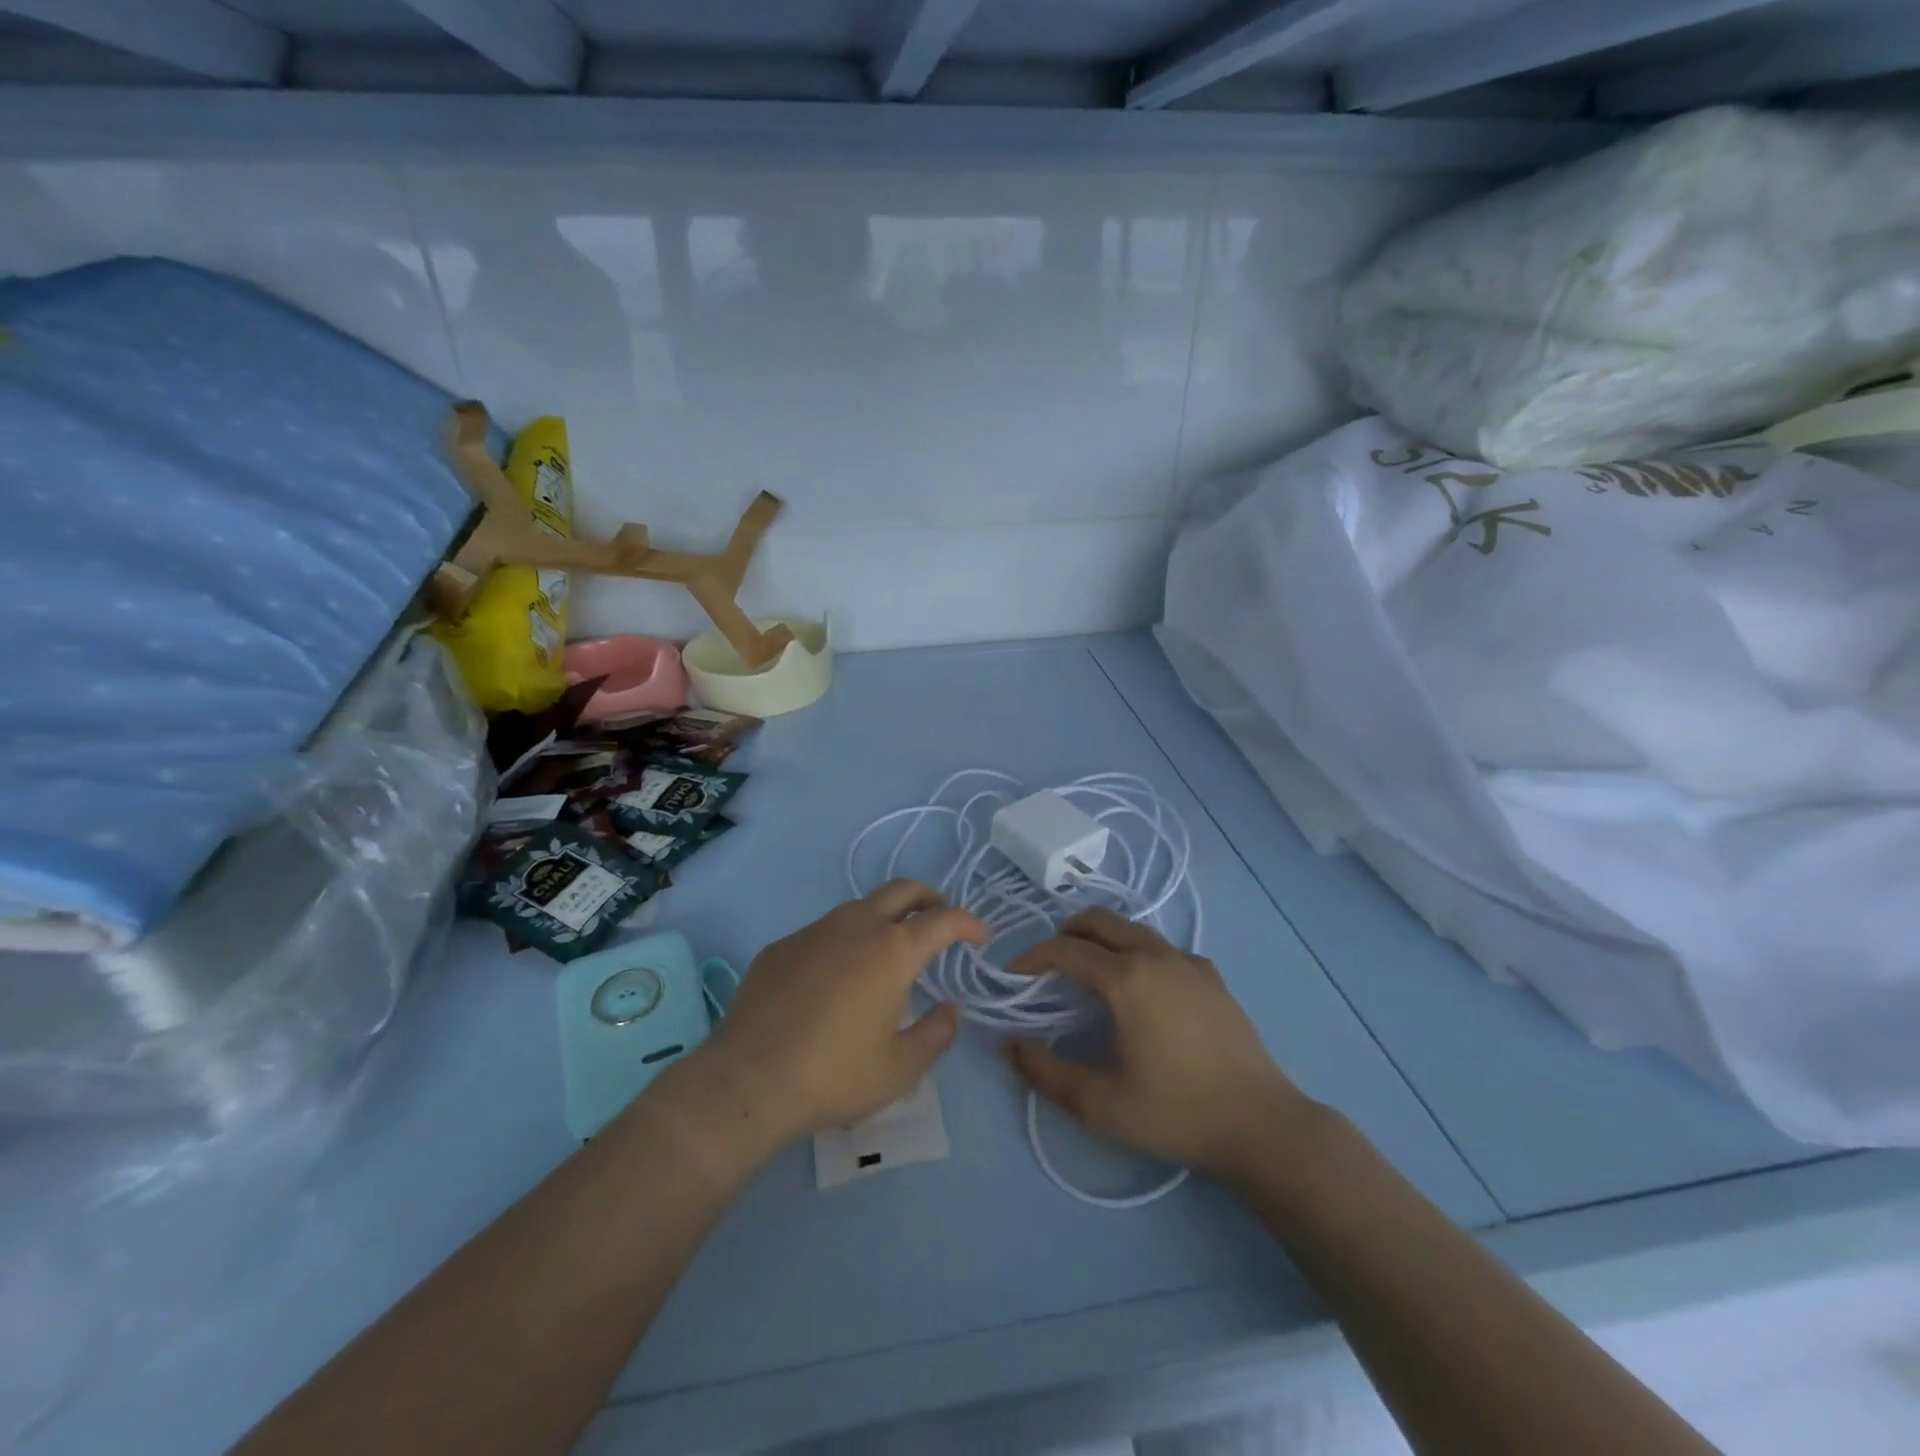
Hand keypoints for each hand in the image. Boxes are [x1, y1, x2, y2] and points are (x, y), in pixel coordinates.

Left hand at [690, 881, 988, 1155]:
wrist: (750, 1081)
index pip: (944, 919)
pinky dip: (846, 941)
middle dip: (931, 899)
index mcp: (893, 950)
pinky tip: (837, 978)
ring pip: (862, 907)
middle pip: (903, 890)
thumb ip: (937, 1033)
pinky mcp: (782, 945)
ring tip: (890, 952)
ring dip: (886, 918)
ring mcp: (815, 930)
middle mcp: (857, 926)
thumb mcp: (901, 1068)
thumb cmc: (835, 1075)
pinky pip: (825, 931)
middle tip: (941, 922)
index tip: (981, 938)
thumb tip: (949, 1008)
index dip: (969, 923)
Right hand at [1005, 908, 1311, 1181]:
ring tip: (1088, 972)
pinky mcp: (1212, 976)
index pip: (1065, 950)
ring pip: (1132, 928)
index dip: (1032, 957)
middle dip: (1064, 933)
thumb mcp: (1100, 1105)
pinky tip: (1140, 990)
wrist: (1261, 1124)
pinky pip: (1162, 947)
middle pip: (1098, 920)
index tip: (1013, 975)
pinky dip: (1136, 953)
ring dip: (1101, 938)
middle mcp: (1156, 956)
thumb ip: (1046, 1074)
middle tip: (1047, 965)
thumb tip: (1009, 1047)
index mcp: (1126, 978)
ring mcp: (1188, 961)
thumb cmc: (1176, 1113)